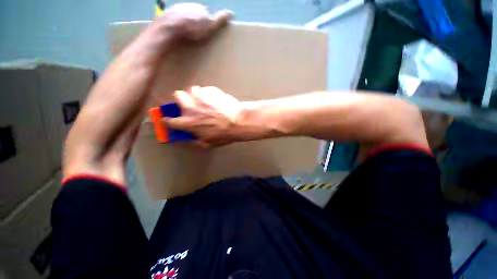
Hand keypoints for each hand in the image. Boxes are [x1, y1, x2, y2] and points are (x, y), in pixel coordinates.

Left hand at [154, 3, 232, 40]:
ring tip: (188, 33)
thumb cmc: (193, 29)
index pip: (207, 14)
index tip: (207, 32)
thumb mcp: (210, 26)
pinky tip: (178, 31)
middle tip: (197, 34)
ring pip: (186, 15)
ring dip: (187, 22)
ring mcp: (178, 8)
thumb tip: (231, 13)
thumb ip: (219, 20)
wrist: (171, 27)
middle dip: (197, 22)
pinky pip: (176, 18)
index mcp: (201, 8)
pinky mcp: (169, 13)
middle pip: (196, 14)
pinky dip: (178, 23)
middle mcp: (190, 5)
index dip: (208, 23)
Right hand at [165, 86, 243, 146]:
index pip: (169, 121)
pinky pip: (205, 89)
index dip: (166, 120)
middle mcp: (191, 108)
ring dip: (194, 94)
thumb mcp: (209, 144)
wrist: (239, 122)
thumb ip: (196, 141)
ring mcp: (202, 97)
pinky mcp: (212, 91)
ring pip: (191, 89)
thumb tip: (190, 139)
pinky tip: (213, 98)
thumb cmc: (224, 135)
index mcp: (189, 122)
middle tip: (188, 104)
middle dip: (180, 99)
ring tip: (202, 100)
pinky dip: (207, 93)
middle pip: (177, 96)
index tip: (166, 119)